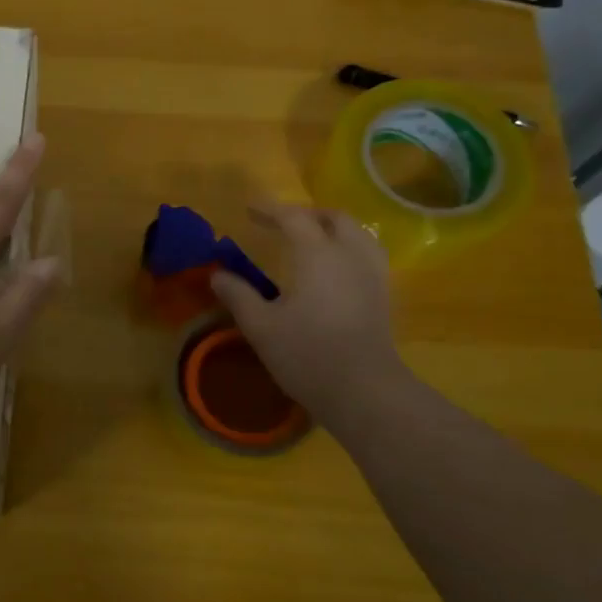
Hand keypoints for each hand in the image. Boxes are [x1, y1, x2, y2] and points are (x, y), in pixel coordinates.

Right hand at [210, 203, 405, 423]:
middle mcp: (350, 254)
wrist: (363, 390)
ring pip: (358, 233)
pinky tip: (335, 267)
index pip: (293, 218)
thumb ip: (238, 295)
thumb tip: (217, 274)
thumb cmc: (307, 354)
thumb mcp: (260, 326)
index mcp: (317, 254)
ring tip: (311, 240)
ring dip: (333, 228)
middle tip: (282, 224)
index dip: (270, 210)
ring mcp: (372, 274)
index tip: (249, 210)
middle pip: (334, 219)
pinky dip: (349, 247)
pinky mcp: (383, 294)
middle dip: (307, 215)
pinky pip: (368, 254)